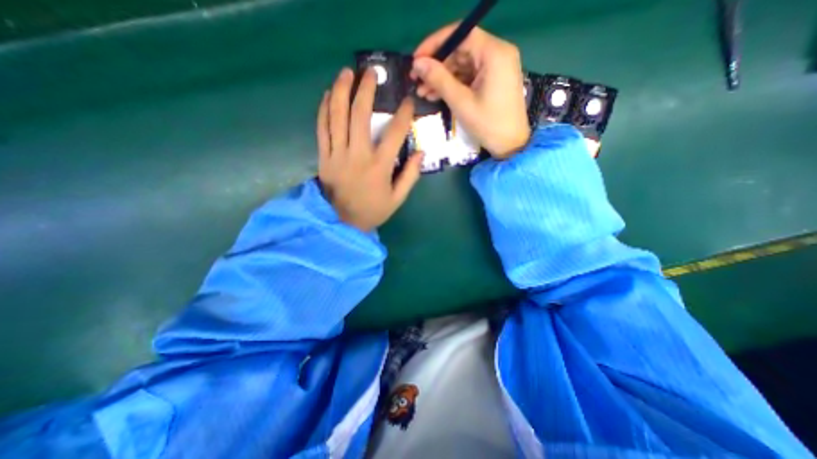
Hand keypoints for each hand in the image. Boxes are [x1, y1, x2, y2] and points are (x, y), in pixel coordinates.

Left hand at [316, 67, 423, 232]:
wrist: (343, 223)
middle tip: (371, 72)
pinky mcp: (324, 157)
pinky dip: (323, 109)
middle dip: (366, 89)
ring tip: (346, 73)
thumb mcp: (398, 199)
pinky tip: (327, 95)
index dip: (403, 114)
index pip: (394, 133)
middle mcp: (358, 155)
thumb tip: (420, 153)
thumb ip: (410, 176)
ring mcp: (337, 155)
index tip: (407, 102)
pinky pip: (321, 129)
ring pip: (337, 116)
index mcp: (379, 167)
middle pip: (359, 115)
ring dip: (341, 91)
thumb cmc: (373, 210)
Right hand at [408, 23, 529, 158]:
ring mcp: (496, 68)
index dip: (435, 45)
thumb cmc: (488, 125)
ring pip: (463, 65)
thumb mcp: (461, 102)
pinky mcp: (493, 80)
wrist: (510, 145)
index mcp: (494, 53)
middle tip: (416, 80)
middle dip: (437, 66)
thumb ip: (439, 79)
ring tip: (422, 92)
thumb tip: (417, 63)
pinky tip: (436, 95)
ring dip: (442, 78)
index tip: (416, 59)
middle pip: (461, 50)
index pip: (461, 35)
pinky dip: (453, 85)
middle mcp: (498, 54)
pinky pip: (469, 76)